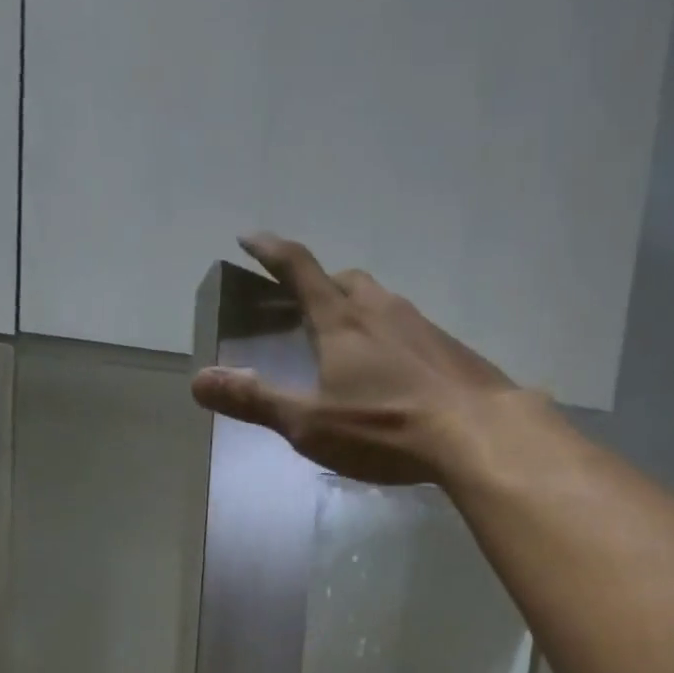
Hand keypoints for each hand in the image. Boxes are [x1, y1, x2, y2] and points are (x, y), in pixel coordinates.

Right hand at [190, 233, 547, 484]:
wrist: (476, 433)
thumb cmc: (385, 428)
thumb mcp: (311, 424)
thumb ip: (256, 402)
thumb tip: (198, 381)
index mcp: (342, 321)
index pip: (299, 269)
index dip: (272, 251)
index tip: (251, 238)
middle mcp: (382, 310)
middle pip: (346, 280)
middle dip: (322, 283)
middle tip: (308, 302)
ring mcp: (423, 327)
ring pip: (384, 303)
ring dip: (361, 310)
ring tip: (353, 339)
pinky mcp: (452, 350)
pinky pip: (414, 331)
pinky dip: (395, 339)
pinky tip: (400, 371)